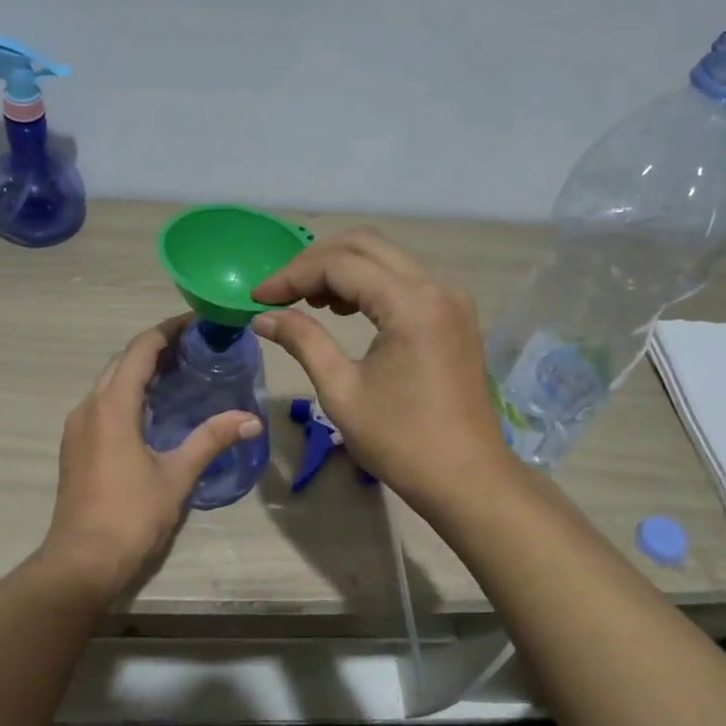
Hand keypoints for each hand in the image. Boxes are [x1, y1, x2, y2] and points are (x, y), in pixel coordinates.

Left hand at [41, 317, 263, 597]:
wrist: (82, 560)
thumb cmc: (131, 514)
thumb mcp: (177, 475)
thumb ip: (211, 440)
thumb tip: (251, 419)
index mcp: (112, 406)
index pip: (140, 350)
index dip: (168, 330)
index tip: (197, 321)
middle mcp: (88, 408)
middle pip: (121, 362)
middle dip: (155, 348)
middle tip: (194, 347)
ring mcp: (77, 428)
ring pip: (108, 383)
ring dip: (138, 371)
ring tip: (178, 373)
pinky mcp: (75, 447)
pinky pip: (102, 405)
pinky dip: (127, 394)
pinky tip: (152, 409)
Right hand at [252, 230, 509, 514]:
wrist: (467, 479)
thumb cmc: (401, 441)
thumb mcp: (341, 391)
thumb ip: (303, 342)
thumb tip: (263, 317)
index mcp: (411, 303)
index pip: (340, 264)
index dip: (292, 275)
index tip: (258, 298)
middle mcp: (436, 287)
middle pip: (366, 246)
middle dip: (315, 262)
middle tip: (280, 292)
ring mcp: (451, 300)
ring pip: (387, 259)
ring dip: (343, 270)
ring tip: (307, 302)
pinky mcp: (454, 317)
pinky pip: (405, 281)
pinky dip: (369, 285)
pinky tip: (345, 310)